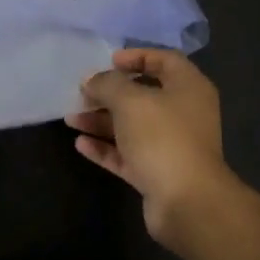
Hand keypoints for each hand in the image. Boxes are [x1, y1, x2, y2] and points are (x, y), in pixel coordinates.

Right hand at [67, 48, 228, 243]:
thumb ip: (107, 84)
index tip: (109, 61)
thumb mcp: (129, 100)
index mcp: (188, 88)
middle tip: (82, 93)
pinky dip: (106, 148)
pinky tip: (80, 144)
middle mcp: (184, 114)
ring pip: (132, 127)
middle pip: (143, 95)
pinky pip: (128, 154)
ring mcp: (172, 146)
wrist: (187, 202)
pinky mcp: (159, 174)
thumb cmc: (162, 136)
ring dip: (101, 121)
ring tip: (70, 119)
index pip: (164, 60)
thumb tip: (92, 80)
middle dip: (110, 94)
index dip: (136, 56)